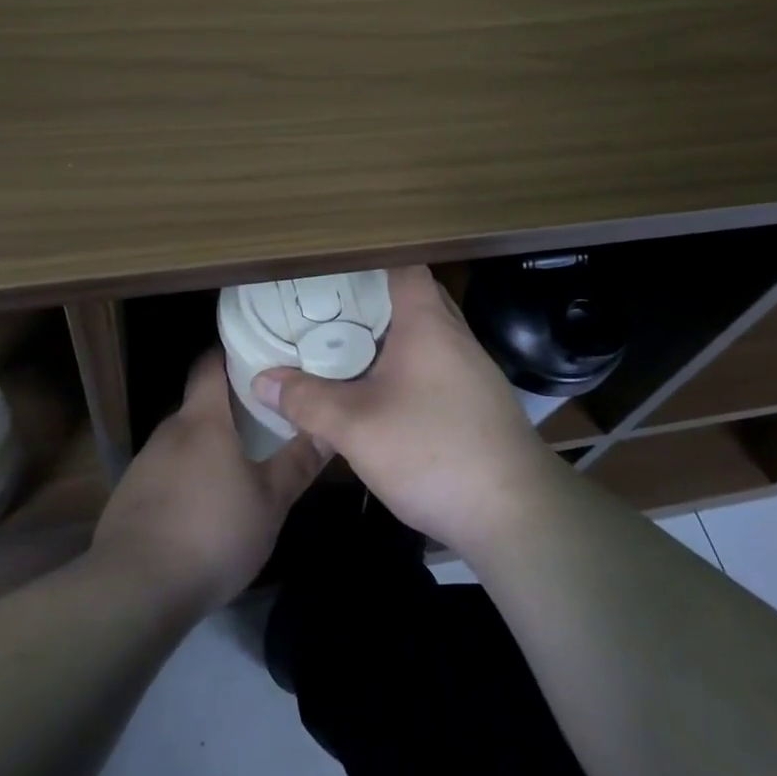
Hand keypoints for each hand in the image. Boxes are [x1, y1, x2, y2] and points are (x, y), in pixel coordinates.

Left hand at [92, 350, 325, 616]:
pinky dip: (187, 476)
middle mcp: (169, 431)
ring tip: (240, 459)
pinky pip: (166, 472)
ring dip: (208, 446)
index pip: (210, 365)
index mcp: (202, 420)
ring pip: (183, 441)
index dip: (230, 352)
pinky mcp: (130, 497)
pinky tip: (205, 504)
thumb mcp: (269, 502)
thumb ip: (298, 463)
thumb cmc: (211, 533)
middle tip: (265, 414)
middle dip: (229, 407)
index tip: (257, 350)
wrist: (134, 589)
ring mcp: (144, 464)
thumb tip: (329, 428)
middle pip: (199, 405)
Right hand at [249, 266, 561, 557]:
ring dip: (389, 338)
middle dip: (371, 301)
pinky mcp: (478, 403)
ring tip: (344, 348)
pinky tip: (380, 395)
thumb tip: (261, 380)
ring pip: (425, 336)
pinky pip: (435, 367)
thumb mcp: (355, 427)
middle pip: (413, 299)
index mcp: (428, 324)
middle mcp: (455, 337)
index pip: (402, 266)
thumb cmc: (433, 451)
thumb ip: (306, 401)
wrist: (516, 514)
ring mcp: (472, 371)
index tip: (330, 270)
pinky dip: (406, 368)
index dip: (367, 261)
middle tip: (327, 310)